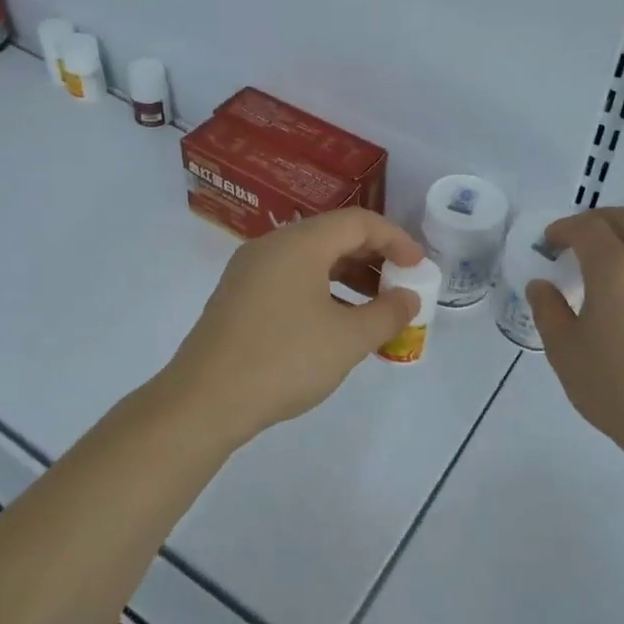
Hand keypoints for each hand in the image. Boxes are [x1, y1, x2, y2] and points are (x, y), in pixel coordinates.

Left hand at [160, 210, 424, 445]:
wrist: (204, 401)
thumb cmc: (284, 361)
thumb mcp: (348, 340)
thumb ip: (387, 314)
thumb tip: (408, 298)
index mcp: (299, 244)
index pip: (358, 222)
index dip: (395, 239)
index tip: (418, 267)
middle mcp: (271, 247)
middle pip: (332, 236)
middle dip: (373, 258)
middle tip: (401, 285)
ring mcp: (249, 271)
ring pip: (310, 260)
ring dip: (348, 277)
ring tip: (375, 307)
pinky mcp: (238, 297)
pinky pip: (290, 279)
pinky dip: (321, 290)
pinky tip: (336, 323)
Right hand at [526, 207, 623, 454]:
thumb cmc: (618, 388)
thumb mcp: (565, 351)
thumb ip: (548, 310)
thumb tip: (542, 285)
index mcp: (617, 268)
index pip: (588, 227)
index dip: (564, 228)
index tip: (550, 242)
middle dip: (597, 222)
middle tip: (577, 242)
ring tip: (611, 268)